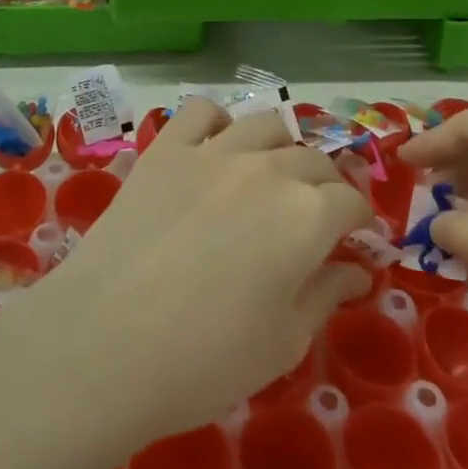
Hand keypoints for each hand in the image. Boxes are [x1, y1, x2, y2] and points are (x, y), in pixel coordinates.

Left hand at [2, 98, 373, 441]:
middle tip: (317, 215)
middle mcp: (268, 169)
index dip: (359, 221)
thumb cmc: (206, 358)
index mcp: (307, 216)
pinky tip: (217, 144)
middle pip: (313, 159)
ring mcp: (213, 151)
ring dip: (282, 146)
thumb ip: (325, 296)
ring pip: (265, 124)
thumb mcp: (282, 342)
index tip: (355, 240)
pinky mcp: (167, 148)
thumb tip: (356, 272)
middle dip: (327, 186)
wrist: (108, 340)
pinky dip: (218, 120)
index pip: (350, 202)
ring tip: (274, 172)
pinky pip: (200, 111)